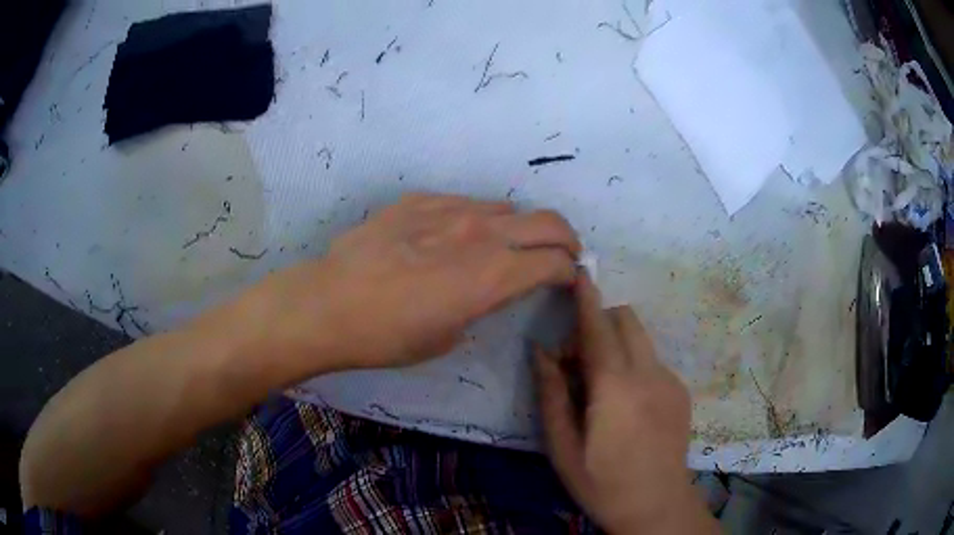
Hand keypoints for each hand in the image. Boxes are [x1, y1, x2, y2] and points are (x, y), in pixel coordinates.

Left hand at [256, 193, 580, 369]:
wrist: (330, 303)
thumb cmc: (389, 336)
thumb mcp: (449, 335)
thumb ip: (482, 303)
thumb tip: (492, 287)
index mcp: (492, 276)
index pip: (555, 262)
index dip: (570, 271)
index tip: (568, 278)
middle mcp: (481, 234)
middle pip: (548, 222)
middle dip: (566, 238)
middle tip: (561, 253)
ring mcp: (449, 209)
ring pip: (507, 208)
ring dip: (518, 228)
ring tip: (503, 245)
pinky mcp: (420, 200)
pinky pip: (465, 202)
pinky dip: (477, 219)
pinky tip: (453, 236)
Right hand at [535, 276, 717, 533]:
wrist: (657, 505)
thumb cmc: (601, 483)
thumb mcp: (563, 447)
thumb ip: (552, 394)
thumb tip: (541, 352)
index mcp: (615, 388)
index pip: (598, 328)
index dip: (586, 298)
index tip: (579, 272)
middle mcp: (648, 374)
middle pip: (625, 320)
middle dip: (599, 322)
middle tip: (576, 361)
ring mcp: (670, 381)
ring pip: (640, 338)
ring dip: (616, 344)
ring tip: (601, 386)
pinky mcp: (681, 391)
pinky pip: (652, 360)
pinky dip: (632, 363)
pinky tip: (626, 403)